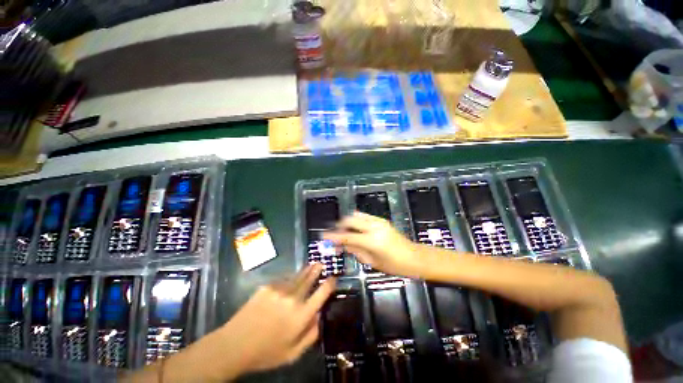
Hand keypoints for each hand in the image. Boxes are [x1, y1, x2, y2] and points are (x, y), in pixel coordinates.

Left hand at [218, 264, 335, 375]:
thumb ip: (311, 334)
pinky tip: (290, 280)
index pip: (322, 293)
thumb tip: (319, 315)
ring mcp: (279, 289)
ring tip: (311, 265)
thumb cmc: (266, 352)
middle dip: (317, 270)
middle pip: (309, 279)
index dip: (330, 283)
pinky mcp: (267, 286)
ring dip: (305, 271)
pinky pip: (283, 280)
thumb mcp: (293, 353)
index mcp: (301, 315)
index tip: (333, 278)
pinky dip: (289, 279)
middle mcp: (293, 298)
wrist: (234, 345)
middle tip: (321, 263)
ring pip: (297, 276)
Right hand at [323, 211, 419, 276]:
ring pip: (356, 215)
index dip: (334, 236)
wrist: (414, 257)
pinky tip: (354, 229)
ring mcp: (378, 220)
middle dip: (339, 226)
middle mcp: (373, 226)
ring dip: (347, 222)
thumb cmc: (394, 266)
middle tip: (335, 235)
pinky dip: (355, 221)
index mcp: (372, 240)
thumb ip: (355, 251)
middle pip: (350, 219)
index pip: (347, 236)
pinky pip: (363, 216)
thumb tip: (342, 244)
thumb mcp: (372, 262)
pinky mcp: (381, 219)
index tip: (323, 236)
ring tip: (343, 232)